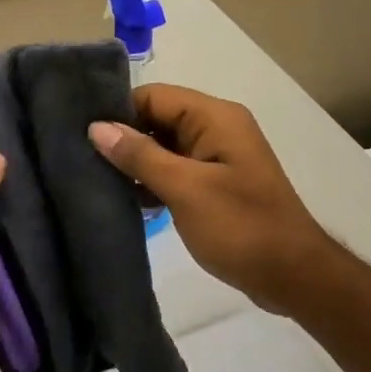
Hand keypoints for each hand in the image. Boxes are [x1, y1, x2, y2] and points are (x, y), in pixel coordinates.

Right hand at [89, 84, 332, 315]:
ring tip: (94, 180)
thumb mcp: (185, 189)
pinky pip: (175, 171)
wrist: (291, 275)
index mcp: (215, 118)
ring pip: (164, 148)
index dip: (118, 112)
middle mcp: (217, 129)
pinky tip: (125, 200)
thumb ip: (140, 156)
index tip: (80, 135)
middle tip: (79, 160)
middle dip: (122, 138)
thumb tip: (97, 128)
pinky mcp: (215, 185)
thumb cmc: (240, 227)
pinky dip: (152, 182)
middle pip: (157, 119)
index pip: (153, 96)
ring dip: (135, 164)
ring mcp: (217, 158)